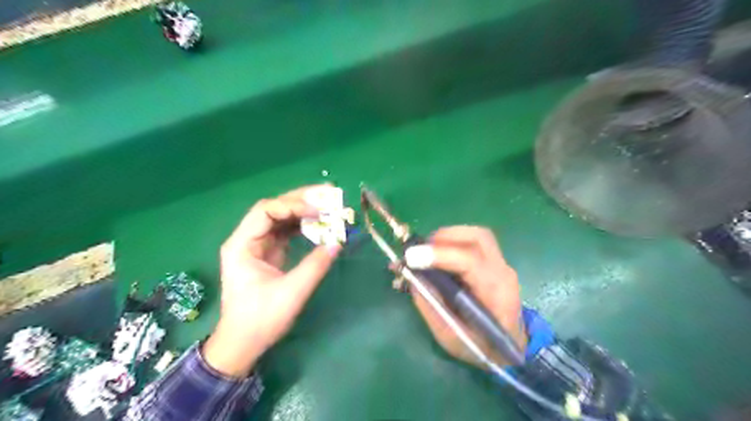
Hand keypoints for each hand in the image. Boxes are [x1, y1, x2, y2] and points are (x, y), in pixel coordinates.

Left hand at [200, 186, 339, 376]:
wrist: (243, 343)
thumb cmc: (260, 320)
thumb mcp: (291, 293)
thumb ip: (315, 266)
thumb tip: (338, 243)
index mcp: (242, 245)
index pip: (265, 211)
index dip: (293, 205)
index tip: (319, 211)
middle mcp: (248, 239)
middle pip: (275, 209)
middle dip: (302, 200)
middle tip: (329, 193)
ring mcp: (258, 245)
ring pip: (282, 218)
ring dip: (305, 211)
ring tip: (329, 205)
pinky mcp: (269, 253)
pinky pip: (287, 232)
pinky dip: (304, 226)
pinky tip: (320, 224)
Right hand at [408, 227, 523, 368]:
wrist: (510, 348)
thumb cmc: (482, 347)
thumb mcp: (451, 336)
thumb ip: (431, 306)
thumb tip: (411, 275)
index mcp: (496, 293)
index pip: (471, 261)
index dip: (440, 255)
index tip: (411, 257)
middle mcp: (502, 271)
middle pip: (478, 237)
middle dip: (444, 237)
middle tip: (418, 251)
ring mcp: (501, 263)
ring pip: (476, 235)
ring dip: (447, 236)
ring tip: (426, 251)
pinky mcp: (493, 261)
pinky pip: (472, 241)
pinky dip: (452, 241)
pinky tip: (438, 255)